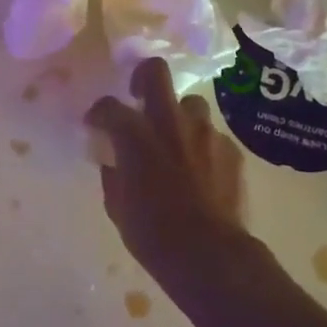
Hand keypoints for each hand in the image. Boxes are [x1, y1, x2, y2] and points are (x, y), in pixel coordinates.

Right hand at [85, 57, 248, 272]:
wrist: (209, 254)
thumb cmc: (152, 233)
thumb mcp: (117, 205)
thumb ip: (113, 172)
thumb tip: (113, 159)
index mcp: (135, 135)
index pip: (109, 106)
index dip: (99, 113)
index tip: (95, 124)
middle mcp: (169, 122)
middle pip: (156, 72)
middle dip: (144, 77)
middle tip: (139, 96)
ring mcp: (204, 133)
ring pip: (191, 104)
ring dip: (180, 116)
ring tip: (176, 139)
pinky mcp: (231, 150)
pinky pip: (213, 136)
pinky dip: (204, 146)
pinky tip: (202, 168)